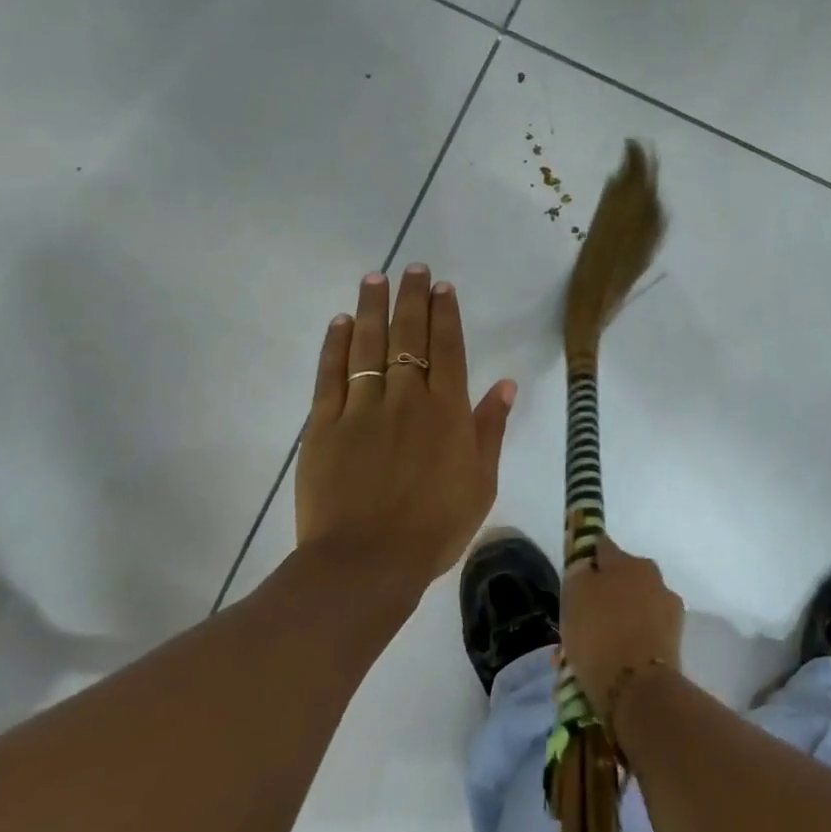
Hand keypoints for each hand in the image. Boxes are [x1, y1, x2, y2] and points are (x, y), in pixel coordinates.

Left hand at [295, 267, 515, 589]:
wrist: (366, 563)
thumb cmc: (434, 527)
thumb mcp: (481, 483)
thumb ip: (491, 429)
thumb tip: (506, 384)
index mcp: (447, 411)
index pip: (448, 349)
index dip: (445, 315)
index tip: (442, 287)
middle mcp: (406, 398)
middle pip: (409, 336)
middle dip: (412, 298)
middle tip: (412, 268)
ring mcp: (362, 409)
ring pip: (369, 346)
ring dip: (373, 308)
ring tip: (375, 278)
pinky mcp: (324, 426)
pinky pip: (331, 375)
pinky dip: (336, 345)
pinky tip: (341, 322)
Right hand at [560, 537, 684, 711]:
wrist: (639, 687)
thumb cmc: (599, 635)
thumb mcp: (574, 597)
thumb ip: (579, 574)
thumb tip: (587, 566)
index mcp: (625, 560)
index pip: (602, 546)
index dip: (588, 557)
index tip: (576, 574)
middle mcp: (650, 574)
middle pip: (622, 577)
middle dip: (606, 591)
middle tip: (586, 617)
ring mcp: (667, 605)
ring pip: (636, 604)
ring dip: (621, 616)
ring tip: (600, 645)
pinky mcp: (676, 636)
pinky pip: (647, 630)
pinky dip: (634, 638)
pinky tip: (618, 658)